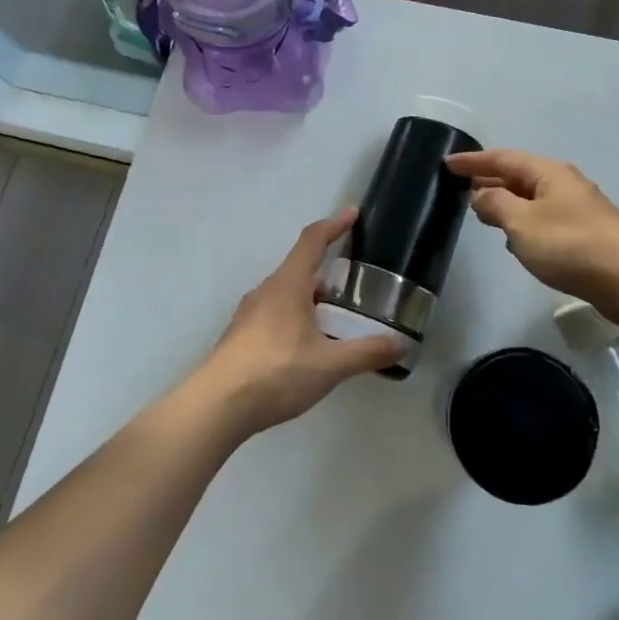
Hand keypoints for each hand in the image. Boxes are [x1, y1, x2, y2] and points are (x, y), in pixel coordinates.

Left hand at [192, 209, 403, 436]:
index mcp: (288, 285)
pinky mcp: (241, 336)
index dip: (334, 225)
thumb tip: (401, 344)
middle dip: (326, 271)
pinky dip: (296, 318)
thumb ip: (366, 352)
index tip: (352, 214)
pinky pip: (274, 314)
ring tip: (334, 319)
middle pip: (299, 268)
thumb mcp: (330, 365)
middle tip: (353, 284)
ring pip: (286, 294)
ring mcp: (249, 314)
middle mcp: (266, 291)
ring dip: (311, 298)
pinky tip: (306, 347)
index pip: (312, 241)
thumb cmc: (276, 373)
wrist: (217, 406)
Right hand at [446, 149, 618, 328]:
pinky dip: (523, 222)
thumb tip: (480, 194)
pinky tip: (514, 240)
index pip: (502, 158)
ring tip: (482, 213)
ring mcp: (577, 209)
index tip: (448, 163)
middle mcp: (564, 184)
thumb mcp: (522, 223)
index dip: (474, 161)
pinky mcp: (584, 234)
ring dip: (506, 202)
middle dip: (489, 180)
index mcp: (548, 173)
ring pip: (531, 199)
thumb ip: (495, 205)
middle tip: (460, 188)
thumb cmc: (571, 245)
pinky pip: (543, 219)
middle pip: (519, 175)